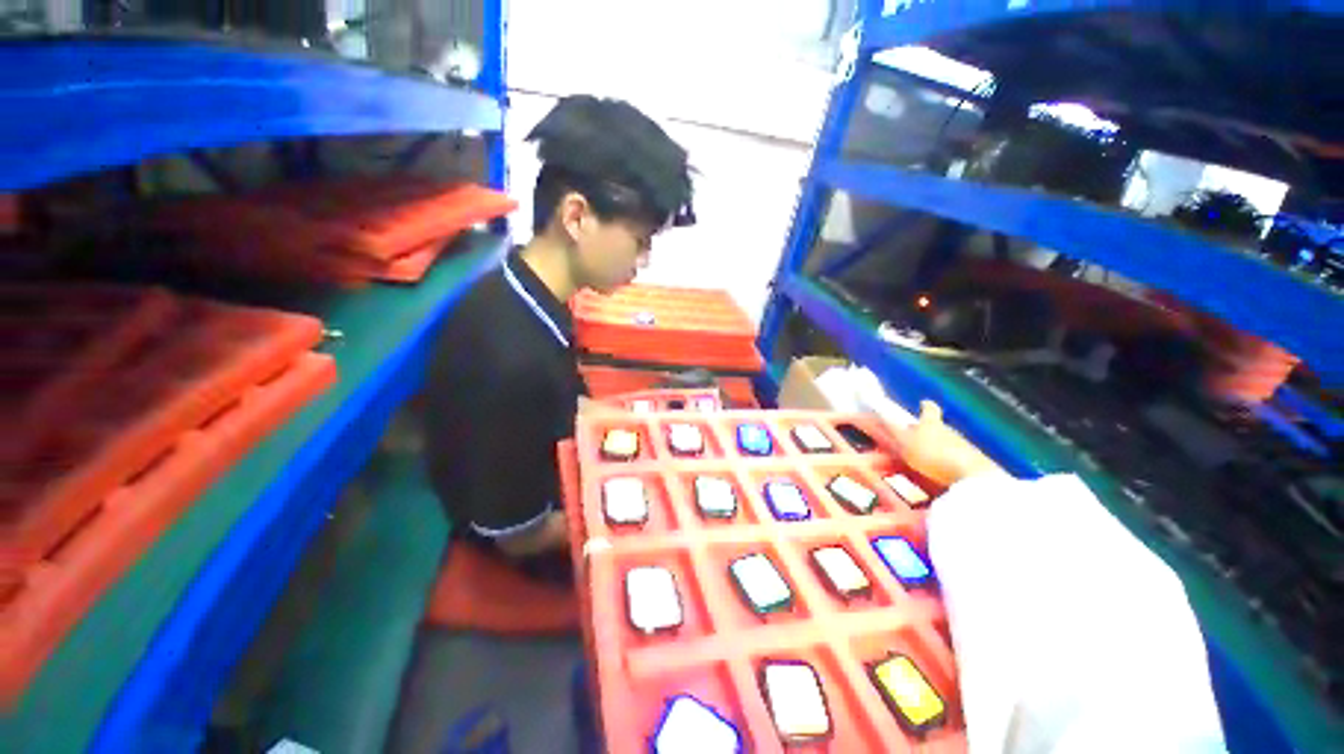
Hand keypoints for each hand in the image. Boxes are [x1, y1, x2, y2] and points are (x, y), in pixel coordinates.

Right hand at [887, 401, 1003, 486]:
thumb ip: (889, 428)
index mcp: (931, 424)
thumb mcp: (904, 442)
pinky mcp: (974, 464)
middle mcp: (950, 431)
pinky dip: (948, 464)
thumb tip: (871, 412)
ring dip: (938, 449)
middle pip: (938, 427)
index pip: (929, 410)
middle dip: (927, 432)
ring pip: (948, 443)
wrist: (972, 477)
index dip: (925, 406)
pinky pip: (957, 460)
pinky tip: (941, 474)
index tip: (923, 403)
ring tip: (926, 461)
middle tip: (914, 440)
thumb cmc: (933, 455)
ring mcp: (964, 447)